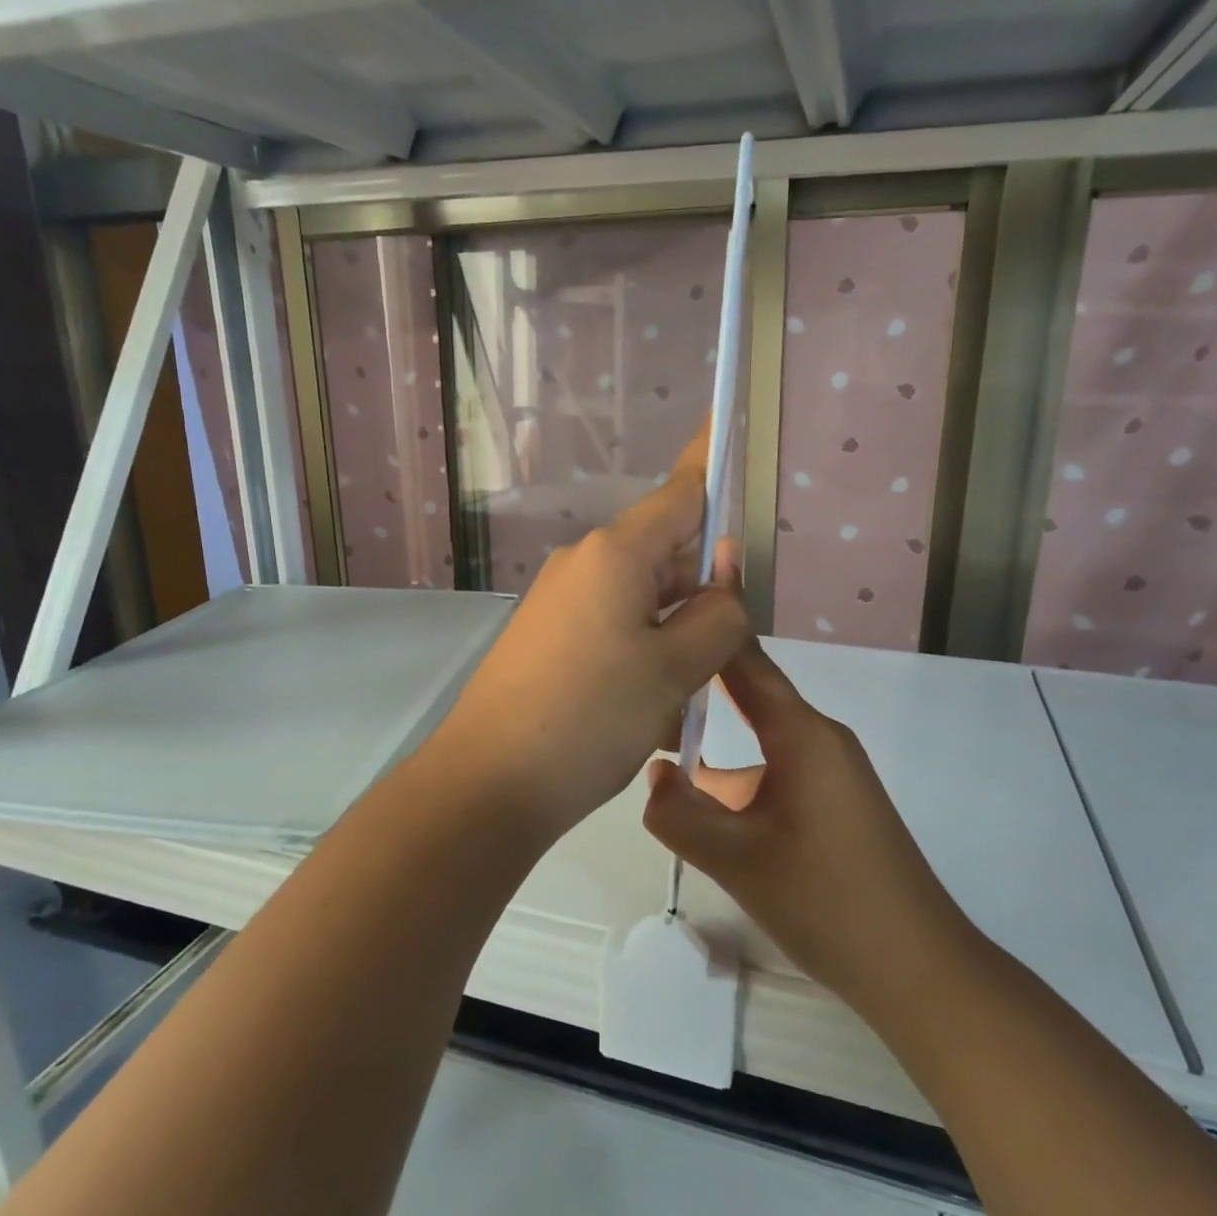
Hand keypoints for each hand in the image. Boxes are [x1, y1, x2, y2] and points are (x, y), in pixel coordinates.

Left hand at [431, 446, 749, 842]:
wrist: (487, 784)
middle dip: (702, 594)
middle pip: (666, 555)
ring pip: (643, 602)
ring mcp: (560, 602)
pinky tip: (646, 715)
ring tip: (676, 703)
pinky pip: (613, 631)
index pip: (679, 493)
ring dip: (673, 639)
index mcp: (615, 554)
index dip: (710, 465)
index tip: (728, 431)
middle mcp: (584, 565)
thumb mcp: (673, 670)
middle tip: (720, 655)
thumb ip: (718, 615)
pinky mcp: (548, 639)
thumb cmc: (588, 718)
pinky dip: (642, 659)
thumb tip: (726, 578)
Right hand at [641, 639, 966, 1019]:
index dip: (709, 625)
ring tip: (657, 742)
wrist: (919, 970)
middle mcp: (820, 738)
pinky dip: (738, 776)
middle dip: (697, 686)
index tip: (665, 600)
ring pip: (759, 739)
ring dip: (716, 740)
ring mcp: (831, 770)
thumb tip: (651, 773)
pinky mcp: (834, 801)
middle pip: (749, 695)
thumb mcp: (736, 859)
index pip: (745, 661)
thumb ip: (678, 812)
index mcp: (802, 734)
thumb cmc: (826, 901)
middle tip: (640, 681)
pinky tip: (706, 804)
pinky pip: (776, 768)